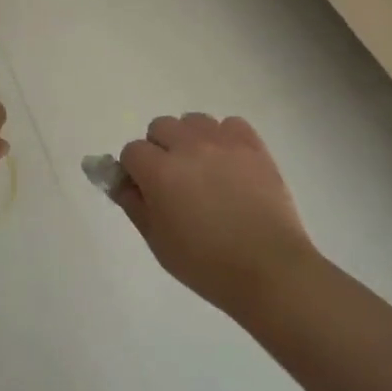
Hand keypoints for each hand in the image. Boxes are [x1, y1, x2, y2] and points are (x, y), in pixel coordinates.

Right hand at [114, 114, 316, 313]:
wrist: (269, 270)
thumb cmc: (206, 264)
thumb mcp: (158, 242)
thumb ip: (134, 206)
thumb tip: (122, 183)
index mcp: (159, 171)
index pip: (132, 151)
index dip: (134, 171)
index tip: (145, 191)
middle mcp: (188, 147)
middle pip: (160, 127)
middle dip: (160, 149)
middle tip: (173, 181)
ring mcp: (223, 142)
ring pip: (193, 120)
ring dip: (190, 139)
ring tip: (203, 169)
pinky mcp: (253, 146)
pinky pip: (231, 124)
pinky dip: (225, 137)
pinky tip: (230, 163)